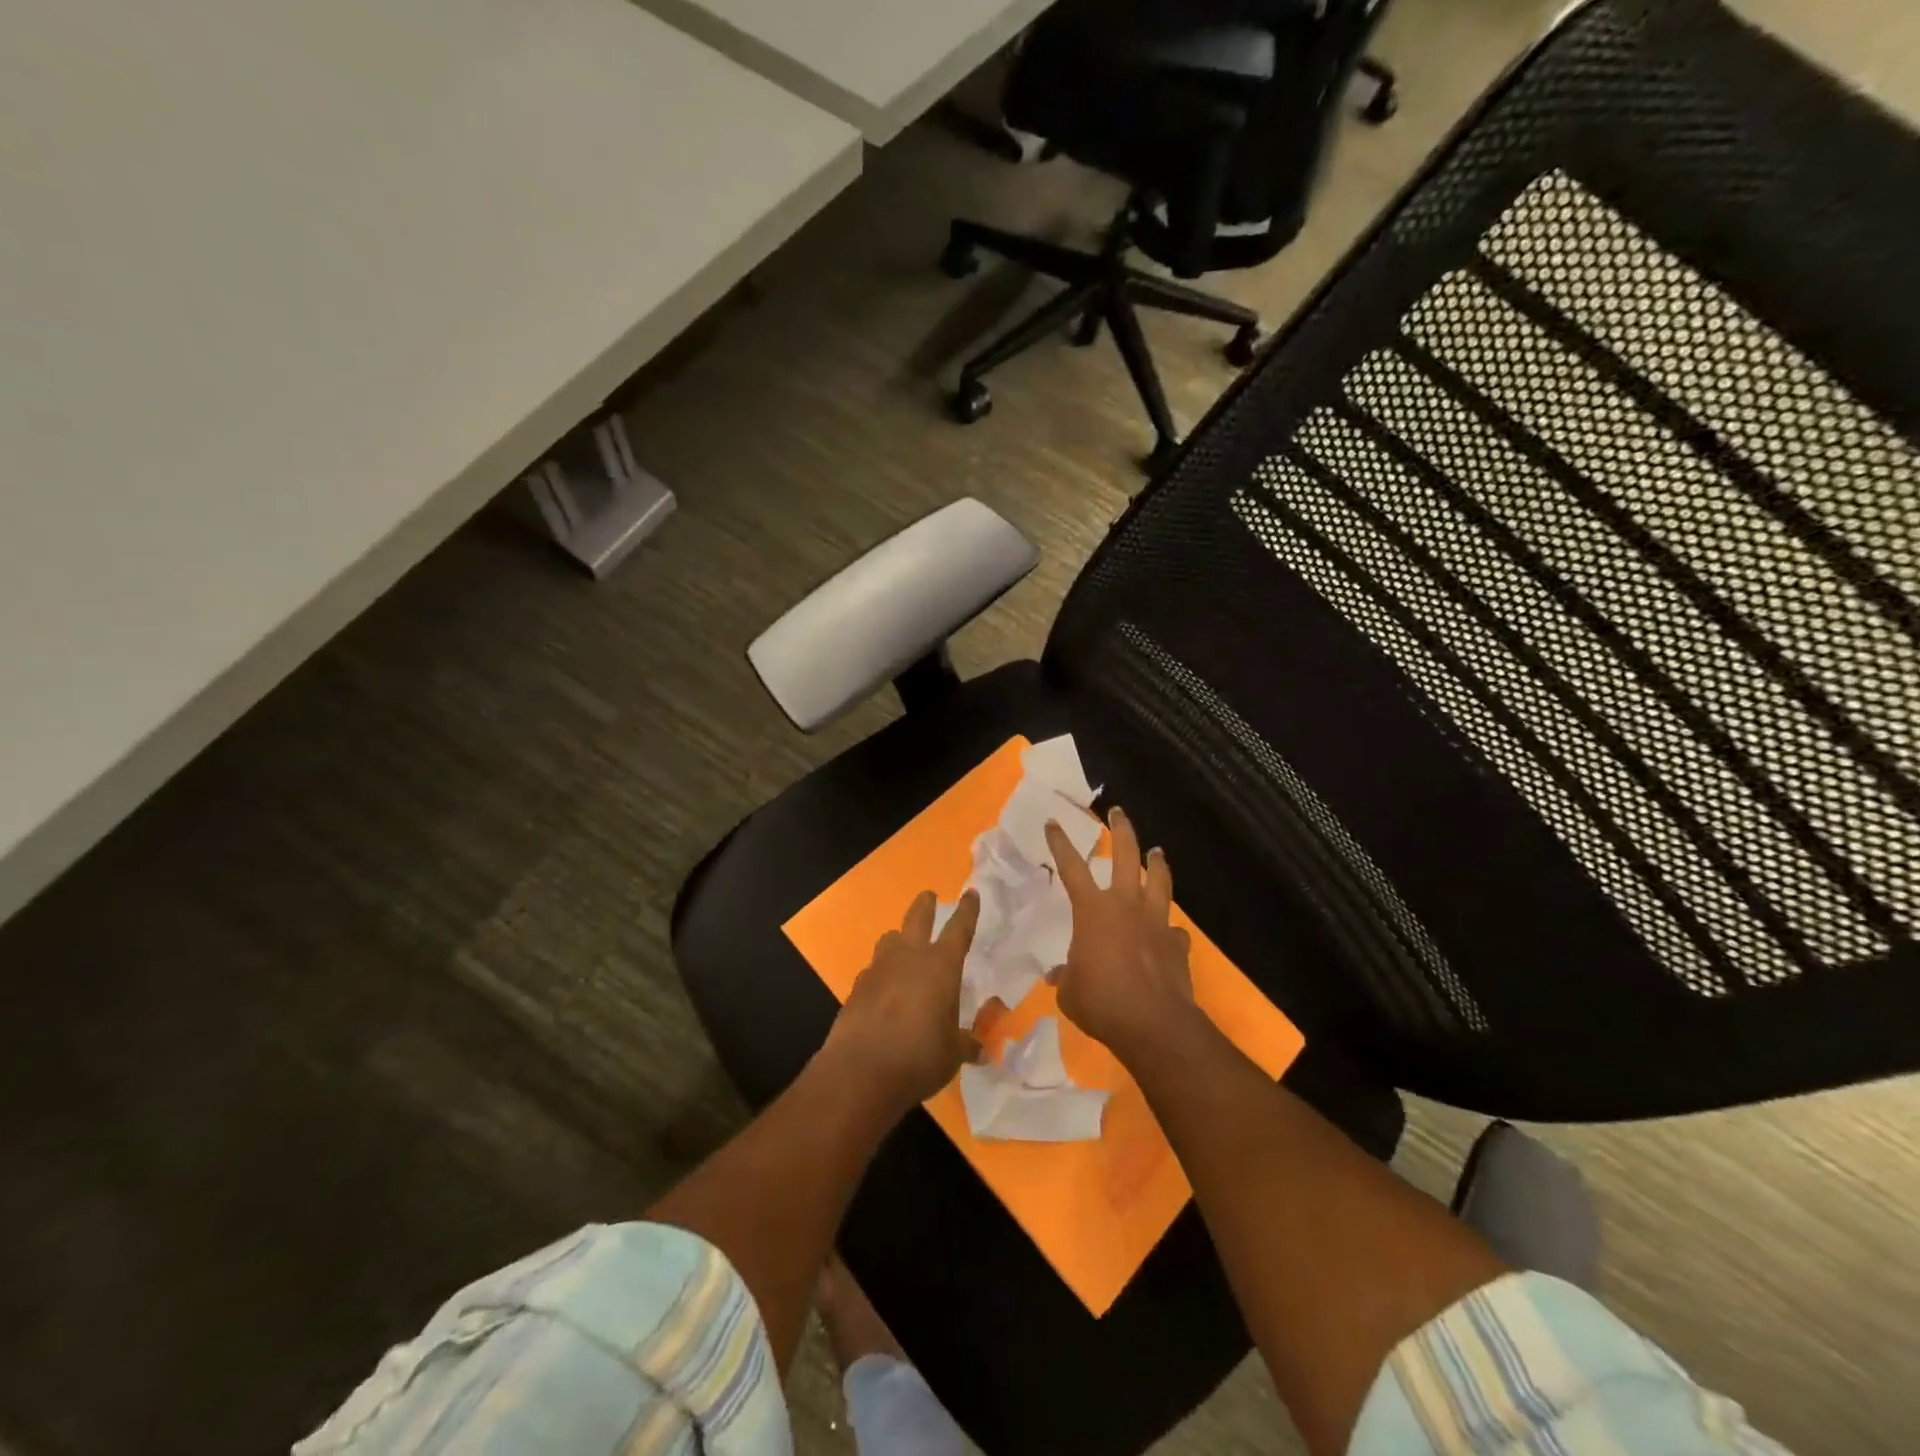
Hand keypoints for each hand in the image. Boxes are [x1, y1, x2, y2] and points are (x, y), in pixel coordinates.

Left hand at [825, 889, 981, 1113]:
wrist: (860, 1072)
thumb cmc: (918, 1057)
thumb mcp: (953, 1054)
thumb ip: (966, 1044)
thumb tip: (981, 1050)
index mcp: (941, 966)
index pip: (959, 929)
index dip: (967, 911)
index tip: (970, 893)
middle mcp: (909, 958)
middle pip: (917, 918)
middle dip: (926, 905)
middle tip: (929, 896)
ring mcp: (878, 970)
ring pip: (889, 940)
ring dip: (899, 939)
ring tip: (903, 946)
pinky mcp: (856, 988)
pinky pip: (872, 970)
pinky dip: (881, 974)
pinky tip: (883, 990)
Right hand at [1044, 808, 1194, 1060]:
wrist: (1153, 1024)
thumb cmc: (1101, 1002)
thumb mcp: (1070, 991)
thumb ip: (1065, 976)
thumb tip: (1060, 974)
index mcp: (1093, 910)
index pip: (1071, 867)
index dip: (1060, 843)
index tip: (1054, 822)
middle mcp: (1126, 905)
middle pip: (1126, 856)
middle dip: (1121, 831)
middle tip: (1118, 812)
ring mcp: (1156, 922)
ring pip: (1159, 881)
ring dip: (1157, 864)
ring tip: (1157, 852)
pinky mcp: (1177, 945)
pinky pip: (1174, 930)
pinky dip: (1170, 928)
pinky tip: (1170, 933)